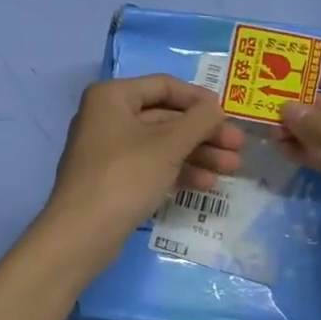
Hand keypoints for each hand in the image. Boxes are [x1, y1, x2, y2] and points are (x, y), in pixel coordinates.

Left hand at [42, 75, 243, 269]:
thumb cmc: (126, 176)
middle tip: (237, 146)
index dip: (198, 98)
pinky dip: (177, 170)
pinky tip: (207, 184)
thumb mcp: (168, 145)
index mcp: (112, 97)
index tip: (227, 112)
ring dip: (197, 153)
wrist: (83, 232)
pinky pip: (150, 165)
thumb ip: (198, 121)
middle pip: (164, 117)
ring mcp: (108, 150)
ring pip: (160, 144)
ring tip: (231, 168)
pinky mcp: (113, 178)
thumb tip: (216, 108)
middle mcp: (107, 117)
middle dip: (203, 132)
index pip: (163, 86)